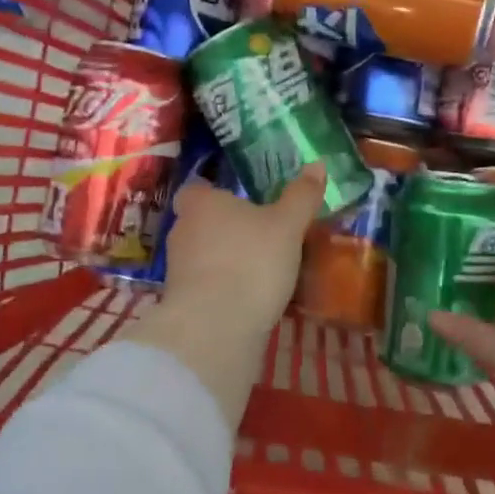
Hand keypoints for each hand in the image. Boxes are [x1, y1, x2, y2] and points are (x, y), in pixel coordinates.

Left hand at [161, 164, 325, 333]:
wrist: (215, 328)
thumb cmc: (251, 262)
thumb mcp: (287, 226)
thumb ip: (301, 196)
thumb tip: (317, 164)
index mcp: (202, 203)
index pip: (197, 189)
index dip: (214, 193)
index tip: (239, 201)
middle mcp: (182, 230)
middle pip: (200, 222)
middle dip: (224, 228)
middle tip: (258, 234)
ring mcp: (177, 269)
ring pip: (202, 255)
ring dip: (224, 260)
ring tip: (258, 268)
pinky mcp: (181, 303)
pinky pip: (205, 286)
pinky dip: (222, 288)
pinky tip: (248, 297)